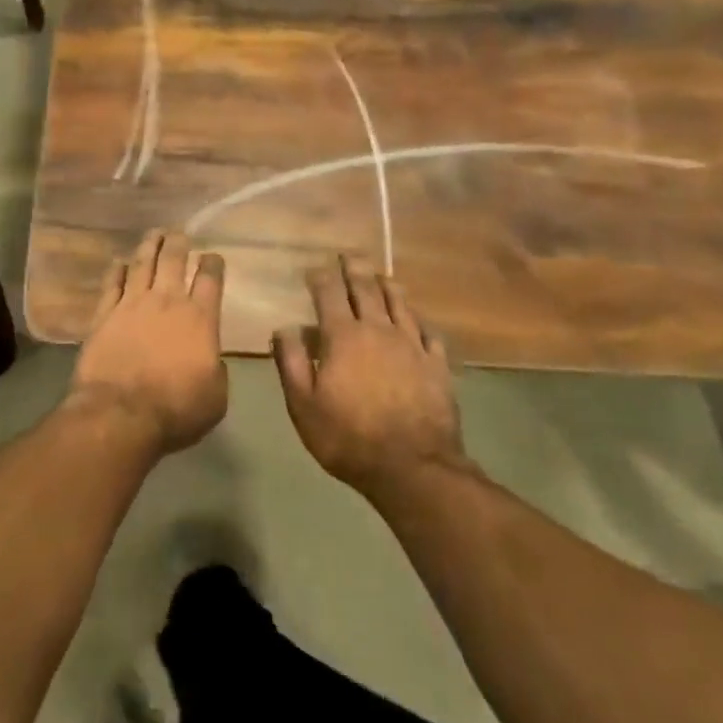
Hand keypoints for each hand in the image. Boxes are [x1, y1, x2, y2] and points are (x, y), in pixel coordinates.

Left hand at [70, 232, 228, 454]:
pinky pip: (111, 284)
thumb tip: (211, 359)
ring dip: (149, 246)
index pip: (210, 280)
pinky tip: (119, 262)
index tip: (212, 255)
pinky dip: (116, 270)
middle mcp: (167, 302)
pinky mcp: (104, 315)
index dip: (212, 263)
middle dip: (178, 243)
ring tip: (154, 233)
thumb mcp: (216, 397)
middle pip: (173, 261)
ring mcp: (132, 305)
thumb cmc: (176, 409)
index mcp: (200, 319)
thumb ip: (217, 370)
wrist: (121, 413)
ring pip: (142, 264)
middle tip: (179, 232)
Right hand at [274, 256, 464, 494]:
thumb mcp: (303, 405)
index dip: (320, 277)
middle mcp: (379, 330)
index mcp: (343, 337)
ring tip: (380, 275)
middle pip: (366, 288)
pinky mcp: (437, 364)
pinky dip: (418, 319)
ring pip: (400, 303)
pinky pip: (429, 331)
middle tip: (348, 255)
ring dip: (387, 285)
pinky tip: (416, 319)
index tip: (313, 269)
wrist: (413, 468)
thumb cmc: (348, 437)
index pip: (329, 293)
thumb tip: (284, 327)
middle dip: (354, 268)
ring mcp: (412, 345)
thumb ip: (290, 362)